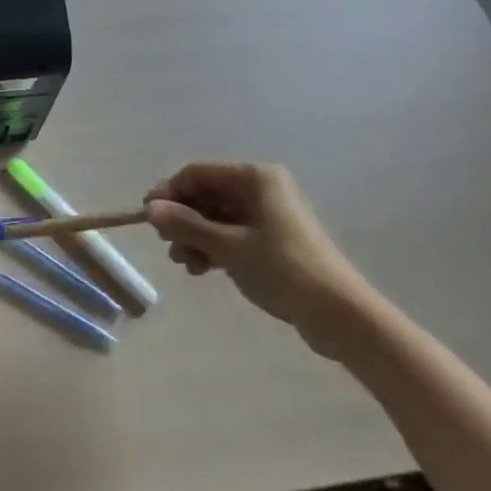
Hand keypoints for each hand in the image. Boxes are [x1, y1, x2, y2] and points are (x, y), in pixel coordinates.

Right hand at [145, 161, 374, 356]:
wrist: (342, 316)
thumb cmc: (284, 270)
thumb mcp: (228, 247)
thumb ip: (186, 225)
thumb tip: (149, 209)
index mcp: (255, 178)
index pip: (198, 173)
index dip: (170, 192)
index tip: (147, 216)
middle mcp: (262, 189)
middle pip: (208, 195)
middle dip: (183, 218)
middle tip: (165, 243)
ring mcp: (269, 215)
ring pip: (218, 217)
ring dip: (196, 236)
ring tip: (183, 263)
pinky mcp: (275, 241)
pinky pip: (233, 234)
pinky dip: (214, 248)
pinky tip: (200, 269)